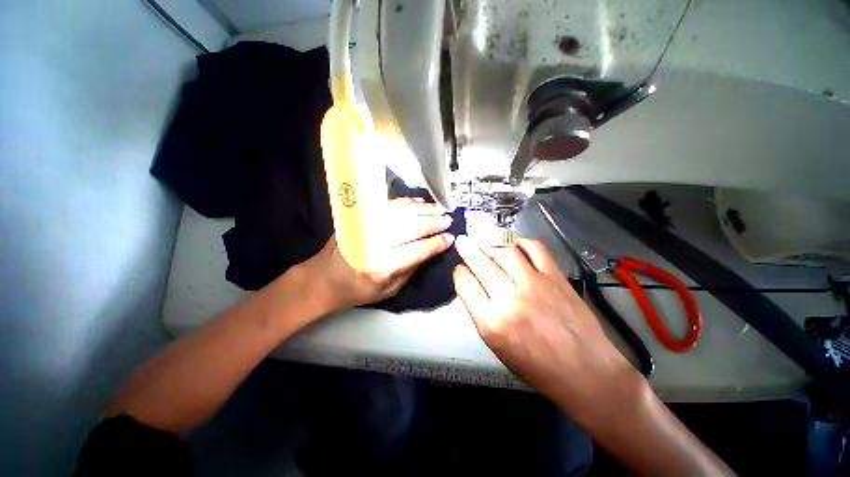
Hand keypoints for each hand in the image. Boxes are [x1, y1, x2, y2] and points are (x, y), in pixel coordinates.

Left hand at [303, 197, 453, 314]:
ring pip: (400, 213)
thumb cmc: (358, 291)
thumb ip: (411, 269)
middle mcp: (373, 245)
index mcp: (381, 268)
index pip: (416, 251)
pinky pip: (387, 206)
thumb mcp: (389, 290)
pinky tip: (419, 203)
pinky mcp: (358, 218)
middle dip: (433, 223)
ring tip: (438, 210)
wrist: (323, 279)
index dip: (436, 243)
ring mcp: (364, 228)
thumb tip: (431, 250)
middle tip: (448, 220)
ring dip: (422, 210)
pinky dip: (406, 203)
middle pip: (409, 228)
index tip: (450, 238)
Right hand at [452, 236, 639, 419]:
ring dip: (489, 243)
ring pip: (504, 251)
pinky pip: (535, 248)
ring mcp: (534, 284)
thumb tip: (472, 286)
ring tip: (484, 241)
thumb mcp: (495, 345)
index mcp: (491, 321)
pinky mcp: (555, 276)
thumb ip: (480, 312)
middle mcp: (509, 298)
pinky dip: (521, 242)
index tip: (461, 270)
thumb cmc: (535, 366)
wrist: (584, 371)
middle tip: (463, 242)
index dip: (459, 273)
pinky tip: (514, 244)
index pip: (464, 283)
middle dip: (468, 249)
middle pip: (481, 262)